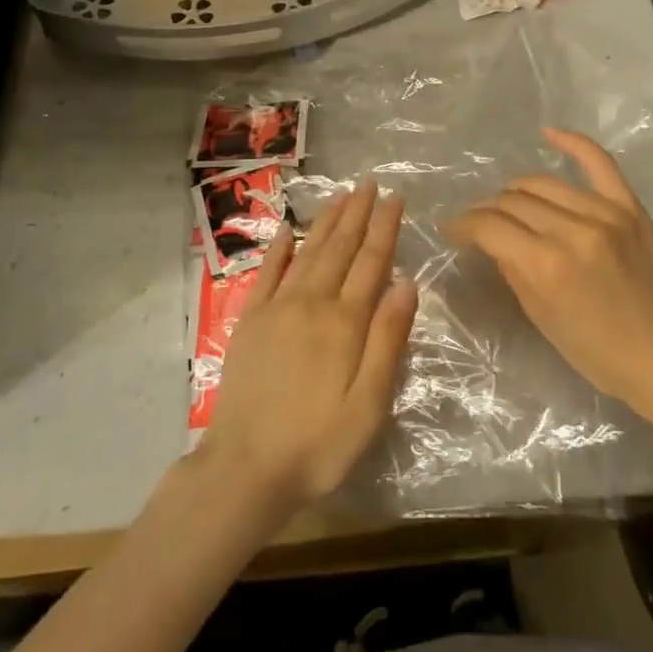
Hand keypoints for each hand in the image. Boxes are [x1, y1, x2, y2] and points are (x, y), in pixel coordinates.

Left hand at [199, 181, 418, 519]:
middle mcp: (311, 303)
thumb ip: (388, 340)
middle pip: (339, 248)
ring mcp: (277, 309)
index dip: (384, 228)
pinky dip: (279, 249)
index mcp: (345, 322)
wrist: (246, 468)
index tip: (394, 198)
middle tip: (369, 183)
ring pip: (307, 252)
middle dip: (357, 213)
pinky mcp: (250, 322)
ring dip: (325, 222)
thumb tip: (406, 283)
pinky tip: (288, 231)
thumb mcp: (369, 404)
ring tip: (340, 196)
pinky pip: (267, 274)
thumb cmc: (319, 443)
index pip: (371, 262)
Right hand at [450, 128, 652, 424]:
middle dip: (487, 211)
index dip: (463, 225)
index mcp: (546, 265)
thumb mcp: (540, 317)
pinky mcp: (629, 207)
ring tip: (508, 203)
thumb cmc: (597, 351)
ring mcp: (605, 213)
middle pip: (513, 201)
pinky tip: (548, 133)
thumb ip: (512, 269)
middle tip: (480, 224)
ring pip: (542, 183)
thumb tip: (490, 239)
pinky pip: (599, 162)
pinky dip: (572, 143)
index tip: (452, 230)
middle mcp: (572, 230)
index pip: (490, 226)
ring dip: (516, 191)